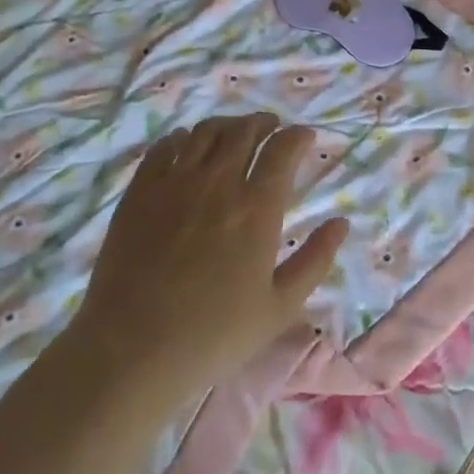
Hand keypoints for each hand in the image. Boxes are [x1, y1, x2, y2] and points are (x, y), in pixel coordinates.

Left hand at [75, 113, 347, 405]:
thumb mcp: (279, 307)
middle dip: (264, 123)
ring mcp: (175, 182)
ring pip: (205, 132)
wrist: (132, 350)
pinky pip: (164, 146)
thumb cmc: (213, 335)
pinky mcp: (140, 191)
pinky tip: (186, 146)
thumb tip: (341, 223)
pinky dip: (183, 138)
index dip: (297, 136)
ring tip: (233, 133)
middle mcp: (218, 182)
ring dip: (227, 125)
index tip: (304, 136)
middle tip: (271, 128)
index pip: (282, 149)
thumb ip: (315, 260)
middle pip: (244, 131)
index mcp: (257, 207)